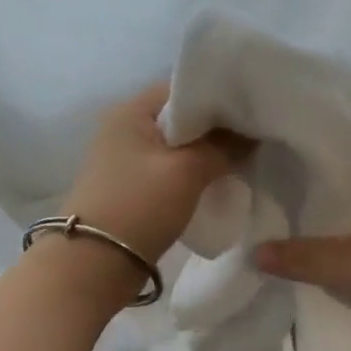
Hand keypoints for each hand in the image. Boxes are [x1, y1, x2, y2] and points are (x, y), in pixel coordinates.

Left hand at [66, 83, 249, 261]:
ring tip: (243, 158)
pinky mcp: (130, 186)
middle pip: (182, 117)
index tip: (254, 110)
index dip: (221, 97)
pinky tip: (218, 180)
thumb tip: (252, 134)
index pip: (184, 87)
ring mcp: (124, 158)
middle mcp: (124, 126)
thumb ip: (224, 146)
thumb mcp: (187, 170)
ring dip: (206, 152)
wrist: (95, 263)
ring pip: (177, 145)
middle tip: (255, 135)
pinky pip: (169, 169)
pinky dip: (192, 172)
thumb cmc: (139, 205)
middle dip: (217, 128)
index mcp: (131, 110)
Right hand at [254, 183, 350, 335]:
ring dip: (311, 246)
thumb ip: (299, 258)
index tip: (256, 186)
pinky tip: (299, 274)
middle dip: (295, 218)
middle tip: (252, 222)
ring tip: (267, 248)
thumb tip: (251, 253)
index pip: (324, 174)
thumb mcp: (347, 265)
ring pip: (336, 238)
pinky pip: (347, 262)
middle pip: (327, 208)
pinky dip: (327, 267)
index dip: (291, 179)